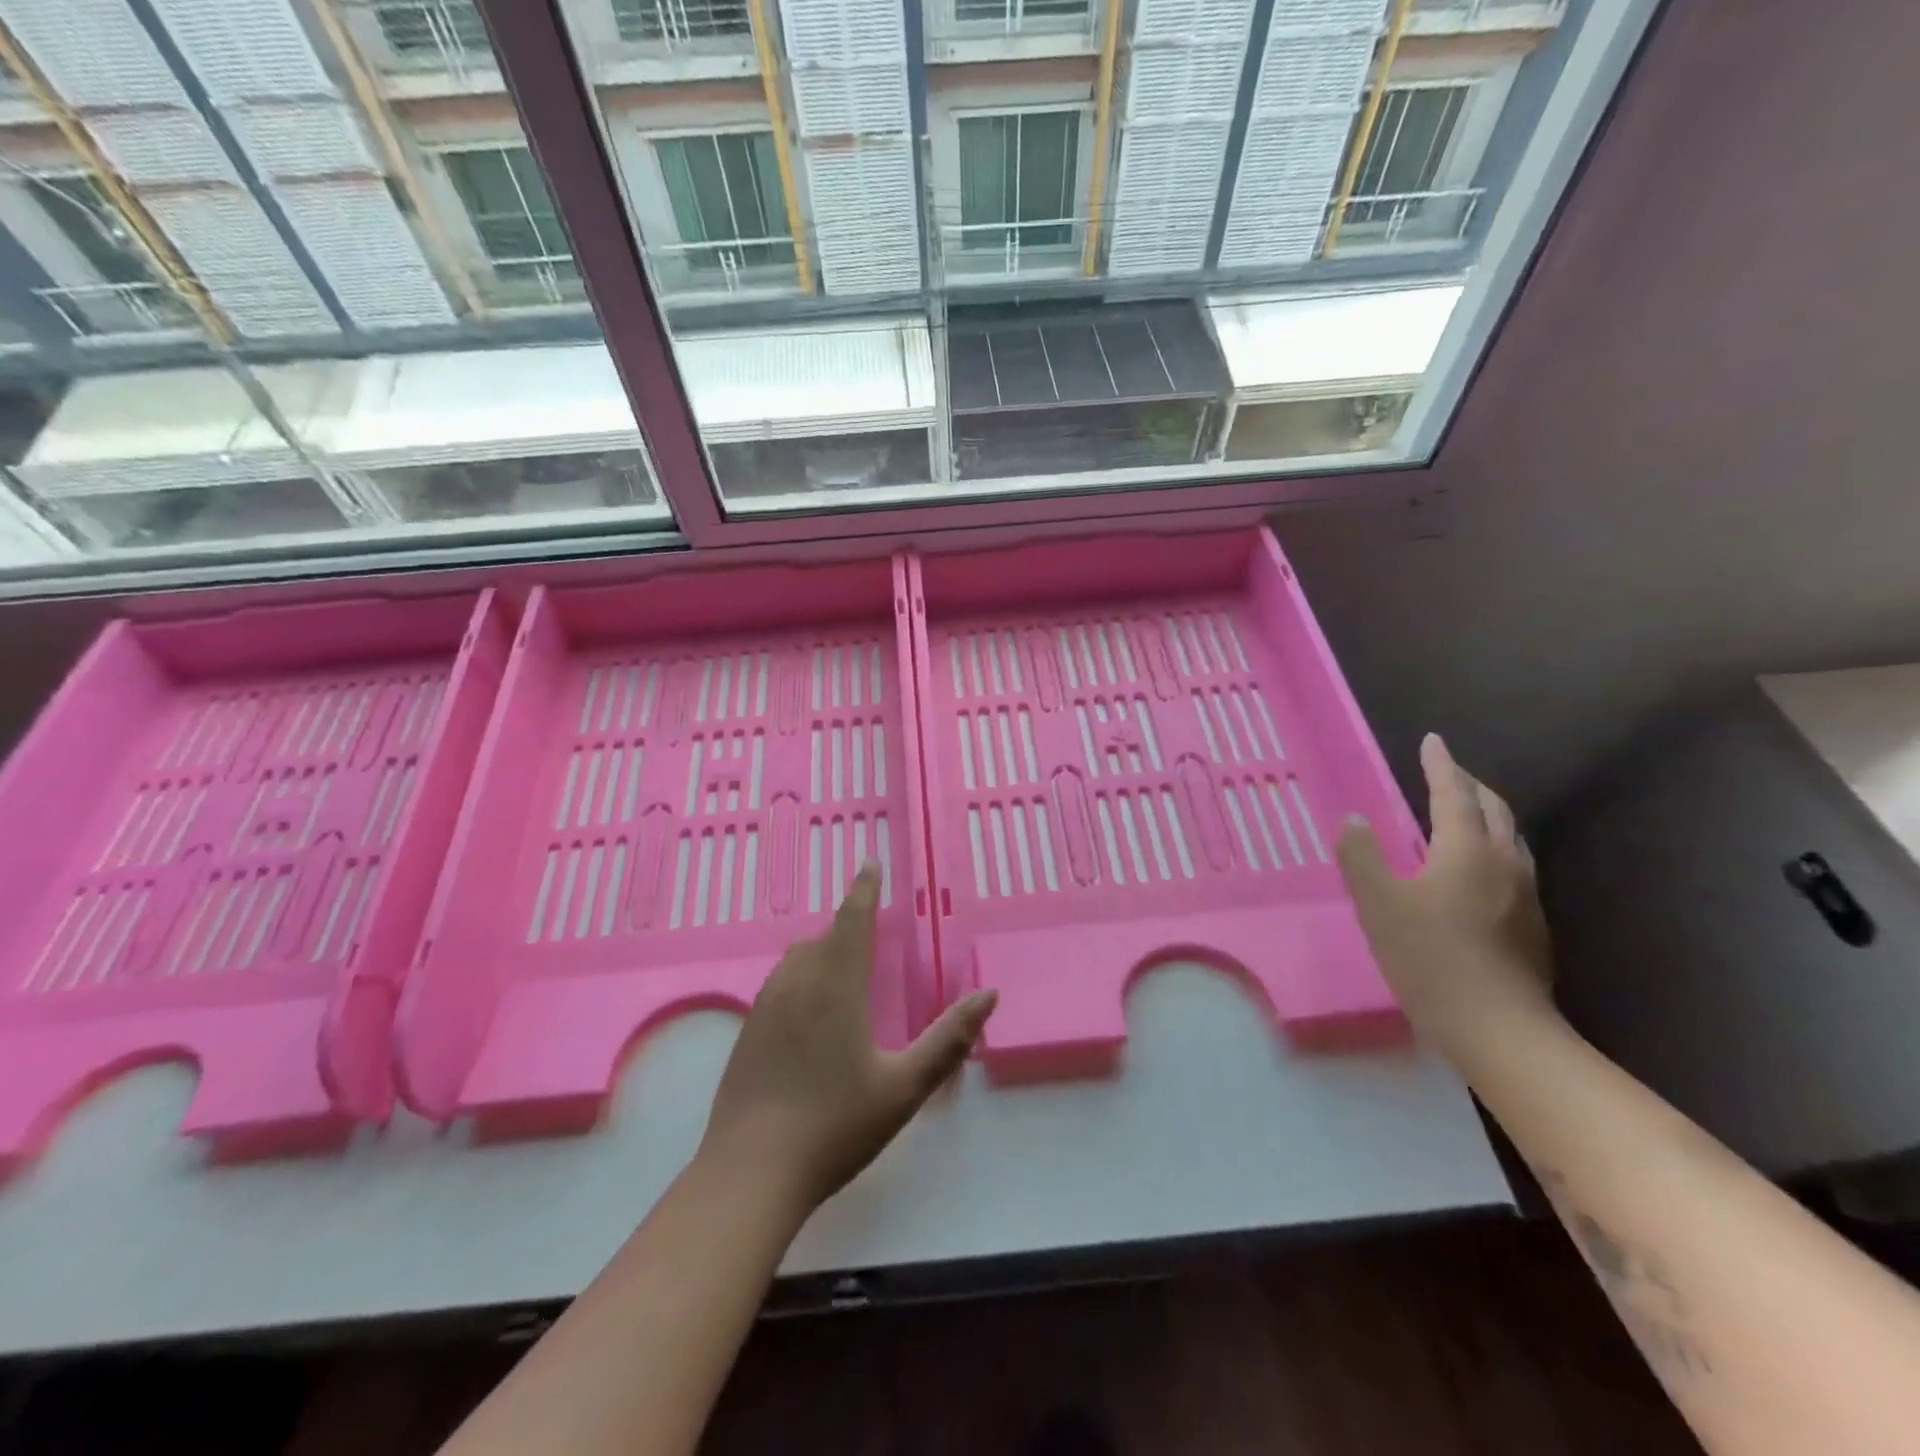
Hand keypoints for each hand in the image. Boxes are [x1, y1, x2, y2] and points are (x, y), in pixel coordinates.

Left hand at [697, 862, 997, 1217]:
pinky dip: (800, 977)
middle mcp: (797, 984)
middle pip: (823, 937)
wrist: (750, 1174)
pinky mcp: (747, 1033)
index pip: (853, 919)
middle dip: (846, 924)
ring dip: (821, 950)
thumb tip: (989, 994)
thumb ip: (949, 1039)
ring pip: (796, 959)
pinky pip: (779, 984)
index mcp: (836, 986)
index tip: (869, 862)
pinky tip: (808, 1010)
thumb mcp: (904, 1086)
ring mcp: (766, 1008)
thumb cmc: (835, 1126)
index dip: (864, 889)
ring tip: (841, 964)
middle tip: (869, 928)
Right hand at [1337, 733, 1557, 1059]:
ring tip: (1465, 813)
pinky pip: (1514, 866)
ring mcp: (1525, 895)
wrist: (1498, 1028)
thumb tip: (1355, 819)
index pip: (1453, 793)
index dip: (1440, 765)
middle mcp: (1504, 862)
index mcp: (1466, 850)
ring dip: (1487, 815)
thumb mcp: (1377, 903)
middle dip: (1469, 785)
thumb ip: (1361, 856)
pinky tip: (1479, 870)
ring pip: (1511, 838)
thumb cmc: (1429, 957)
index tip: (1432, 741)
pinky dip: (1494, 847)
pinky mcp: (1532, 925)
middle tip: (1447, 773)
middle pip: (1493, 809)